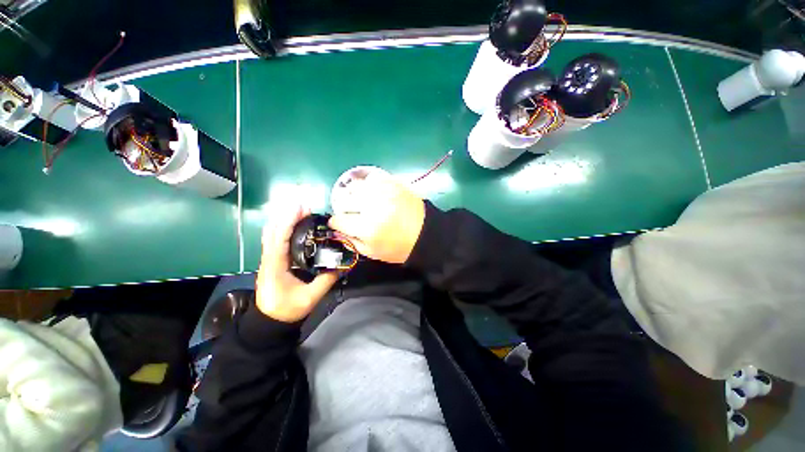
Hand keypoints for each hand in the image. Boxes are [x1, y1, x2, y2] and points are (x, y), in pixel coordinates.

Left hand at [256, 205, 338, 322]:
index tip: (299, 209)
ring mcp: (268, 260)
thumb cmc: (287, 310)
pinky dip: (283, 229)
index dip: (288, 223)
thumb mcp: (310, 297)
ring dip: (284, 221)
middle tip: (304, 207)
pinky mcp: (272, 262)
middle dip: (287, 217)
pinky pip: (275, 240)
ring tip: (300, 212)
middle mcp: (268, 260)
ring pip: (272, 235)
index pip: (279, 239)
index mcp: (275, 267)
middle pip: (273, 232)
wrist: (270, 322)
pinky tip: (293, 226)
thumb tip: (342, 265)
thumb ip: (326, 280)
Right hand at [328, 172, 424, 263]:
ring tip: (364, 202)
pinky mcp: (393, 183)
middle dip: (345, 208)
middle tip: (354, 214)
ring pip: (356, 186)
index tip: (340, 223)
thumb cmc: (399, 247)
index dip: (337, 223)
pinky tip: (374, 194)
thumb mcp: (373, 252)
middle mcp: (372, 207)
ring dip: (355, 195)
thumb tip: (338, 230)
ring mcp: (383, 192)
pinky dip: (369, 186)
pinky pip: (371, 179)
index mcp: (367, 228)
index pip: (338, 220)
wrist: (425, 233)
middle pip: (344, 200)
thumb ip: (352, 241)